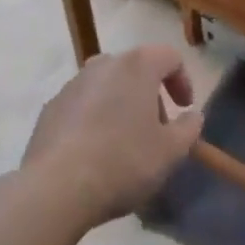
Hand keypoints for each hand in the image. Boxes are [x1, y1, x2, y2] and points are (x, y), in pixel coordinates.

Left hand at [22, 45, 203, 228]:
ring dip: (121, 104)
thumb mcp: (170, 152)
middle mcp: (104, 64)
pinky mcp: (51, 107)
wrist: (55, 188)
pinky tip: (94, 151)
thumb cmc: (123, 162)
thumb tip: (193, 116)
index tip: (184, 108)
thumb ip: (189, 129)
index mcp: (137, 65)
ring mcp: (73, 83)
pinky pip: (82, 104)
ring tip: (124, 142)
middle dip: (150, 94)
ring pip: (107, 85)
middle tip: (156, 129)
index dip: (183, 80)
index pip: (170, 57)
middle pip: (136, 68)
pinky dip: (94, 117)